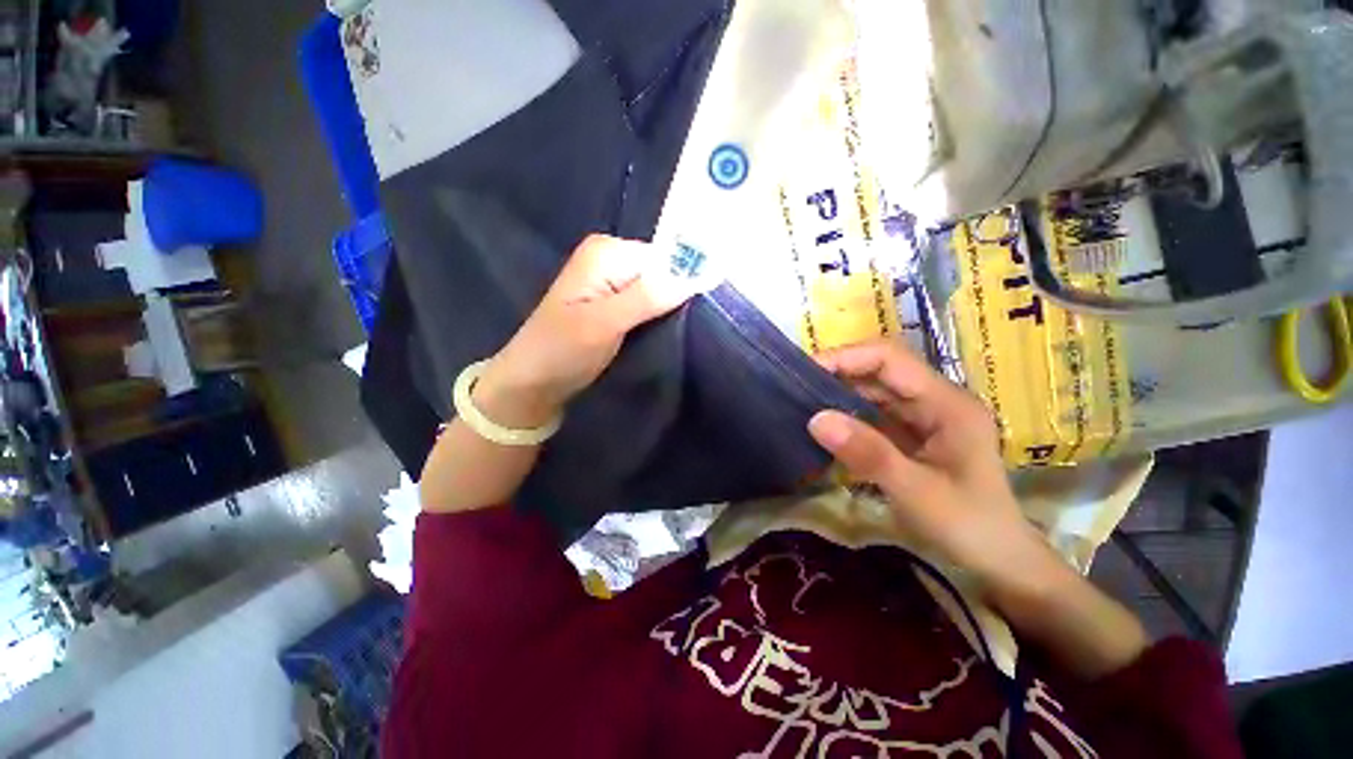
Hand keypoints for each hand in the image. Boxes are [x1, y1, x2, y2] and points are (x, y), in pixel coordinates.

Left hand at [476, 234, 704, 427]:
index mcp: (606, 252)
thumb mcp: (603, 324)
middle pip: (663, 271)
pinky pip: (649, 304)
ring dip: (669, 310)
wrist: (532, 382)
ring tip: (679, 334)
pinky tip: (664, 333)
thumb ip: (646, 297)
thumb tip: (694, 275)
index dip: (685, 280)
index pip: (665, 256)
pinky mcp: (615, 304)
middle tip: (690, 327)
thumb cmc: (560, 350)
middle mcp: (611, 259)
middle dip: (677, 297)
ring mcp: (613, 282)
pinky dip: (658, 318)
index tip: (702, 311)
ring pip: (658, 290)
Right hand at [806, 339, 1051, 583]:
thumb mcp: (917, 492)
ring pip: (873, 391)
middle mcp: (935, 400)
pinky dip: (847, 416)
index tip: (805, 371)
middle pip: (879, 371)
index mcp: (947, 403)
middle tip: (795, 387)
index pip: (890, 359)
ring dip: (839, 395)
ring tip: (802, 403)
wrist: (999, 560)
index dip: (846, 357)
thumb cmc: (969, 526)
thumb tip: (815, 418)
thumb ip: (868, 454)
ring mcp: (923, 416)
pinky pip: (873, 414)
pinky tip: (825, 426)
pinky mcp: (912, 433)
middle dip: (837, 374)